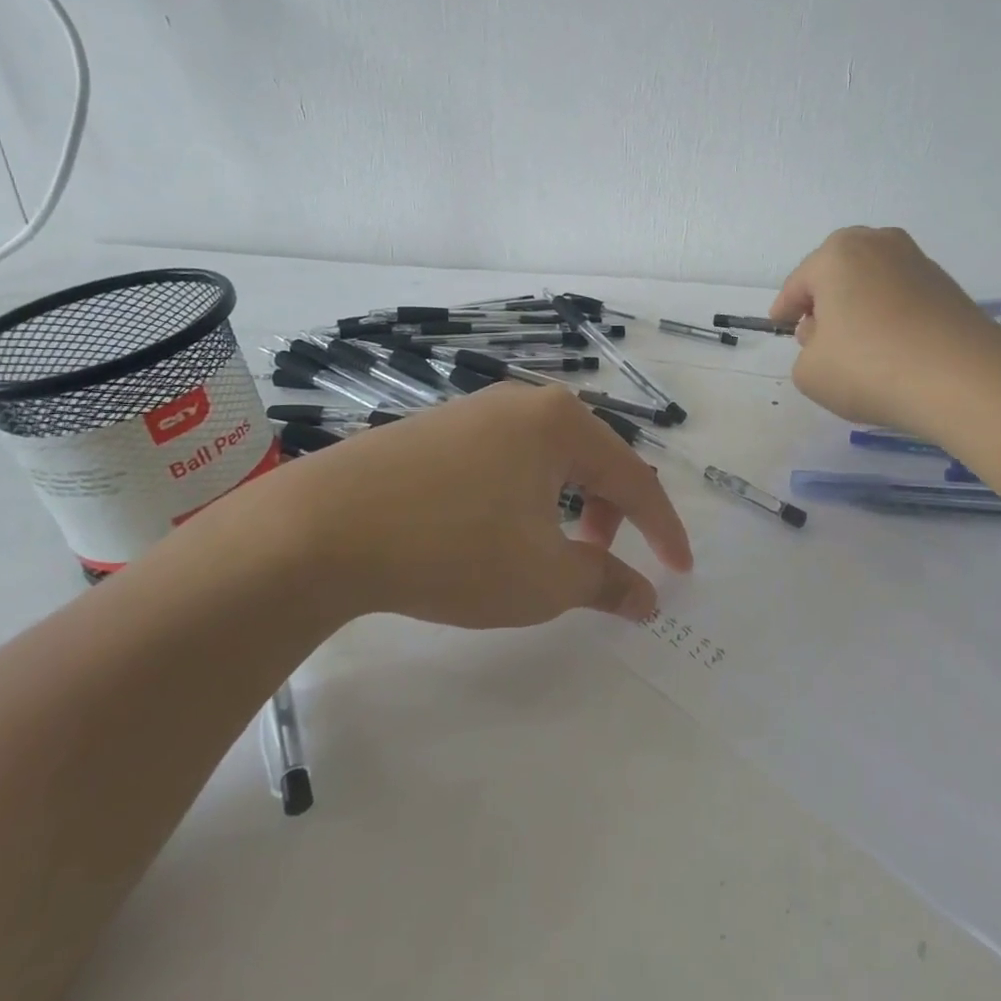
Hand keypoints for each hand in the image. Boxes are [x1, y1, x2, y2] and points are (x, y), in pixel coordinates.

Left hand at [240, 385, 692, 628]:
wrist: (321, 528)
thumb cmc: (454, 548)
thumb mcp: (544, 578)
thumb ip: (606, 583)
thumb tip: (648, 598)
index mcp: (561, 423)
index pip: (634, 478)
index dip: (663, 529)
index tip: (680, 570)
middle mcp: (523, 402)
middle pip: (591, 459)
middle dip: (610, 513)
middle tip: (602, 560)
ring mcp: (473, 410)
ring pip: (544, 459)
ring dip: (564, 504)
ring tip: (546, 548)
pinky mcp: (433, 428)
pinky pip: (502, 459)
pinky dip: (521, 496)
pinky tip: (492, 528)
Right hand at [770, 226, 1000, 431]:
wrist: (963, 380)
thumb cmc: (869, 367)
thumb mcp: (810, 372)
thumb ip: (807, 352)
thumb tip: (831, 339)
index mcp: (836, 254)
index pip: (798, 284)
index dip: (785, 310)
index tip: (780, 327)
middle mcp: (878, 244)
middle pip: (837, 275)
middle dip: (824, 303)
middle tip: (817, 338)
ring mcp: (918, 262)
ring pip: (871, 285)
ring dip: (859, 310)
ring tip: (856, 349)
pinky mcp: (948, 287)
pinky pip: (901, 299)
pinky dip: (889, 318)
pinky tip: (890, 351)